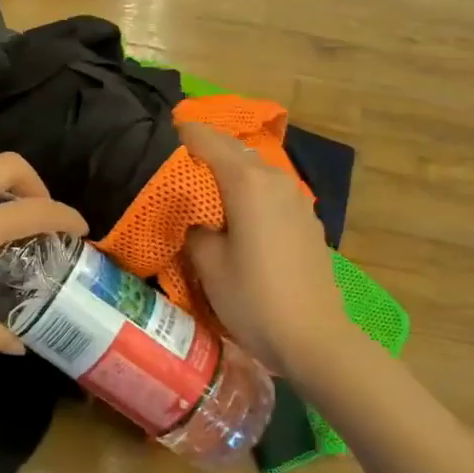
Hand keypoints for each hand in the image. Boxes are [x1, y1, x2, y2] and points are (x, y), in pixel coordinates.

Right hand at [179, 121, 346, 375]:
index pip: (207, 140)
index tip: (159, 135)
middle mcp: (275, 180)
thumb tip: (196, 218)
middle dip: (205, 148)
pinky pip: (270, 191)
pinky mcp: (307, 220)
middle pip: (234, 149)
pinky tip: (236, 210)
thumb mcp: (208, 264)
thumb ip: (194, 229)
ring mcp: (296, 199)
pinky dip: (249, 189)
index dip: (182, 134)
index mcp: (247, 182)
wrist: (314, 338)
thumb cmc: (253, 298)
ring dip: (229, 169)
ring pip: (255, 169)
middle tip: (175, 159)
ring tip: (202, 183)